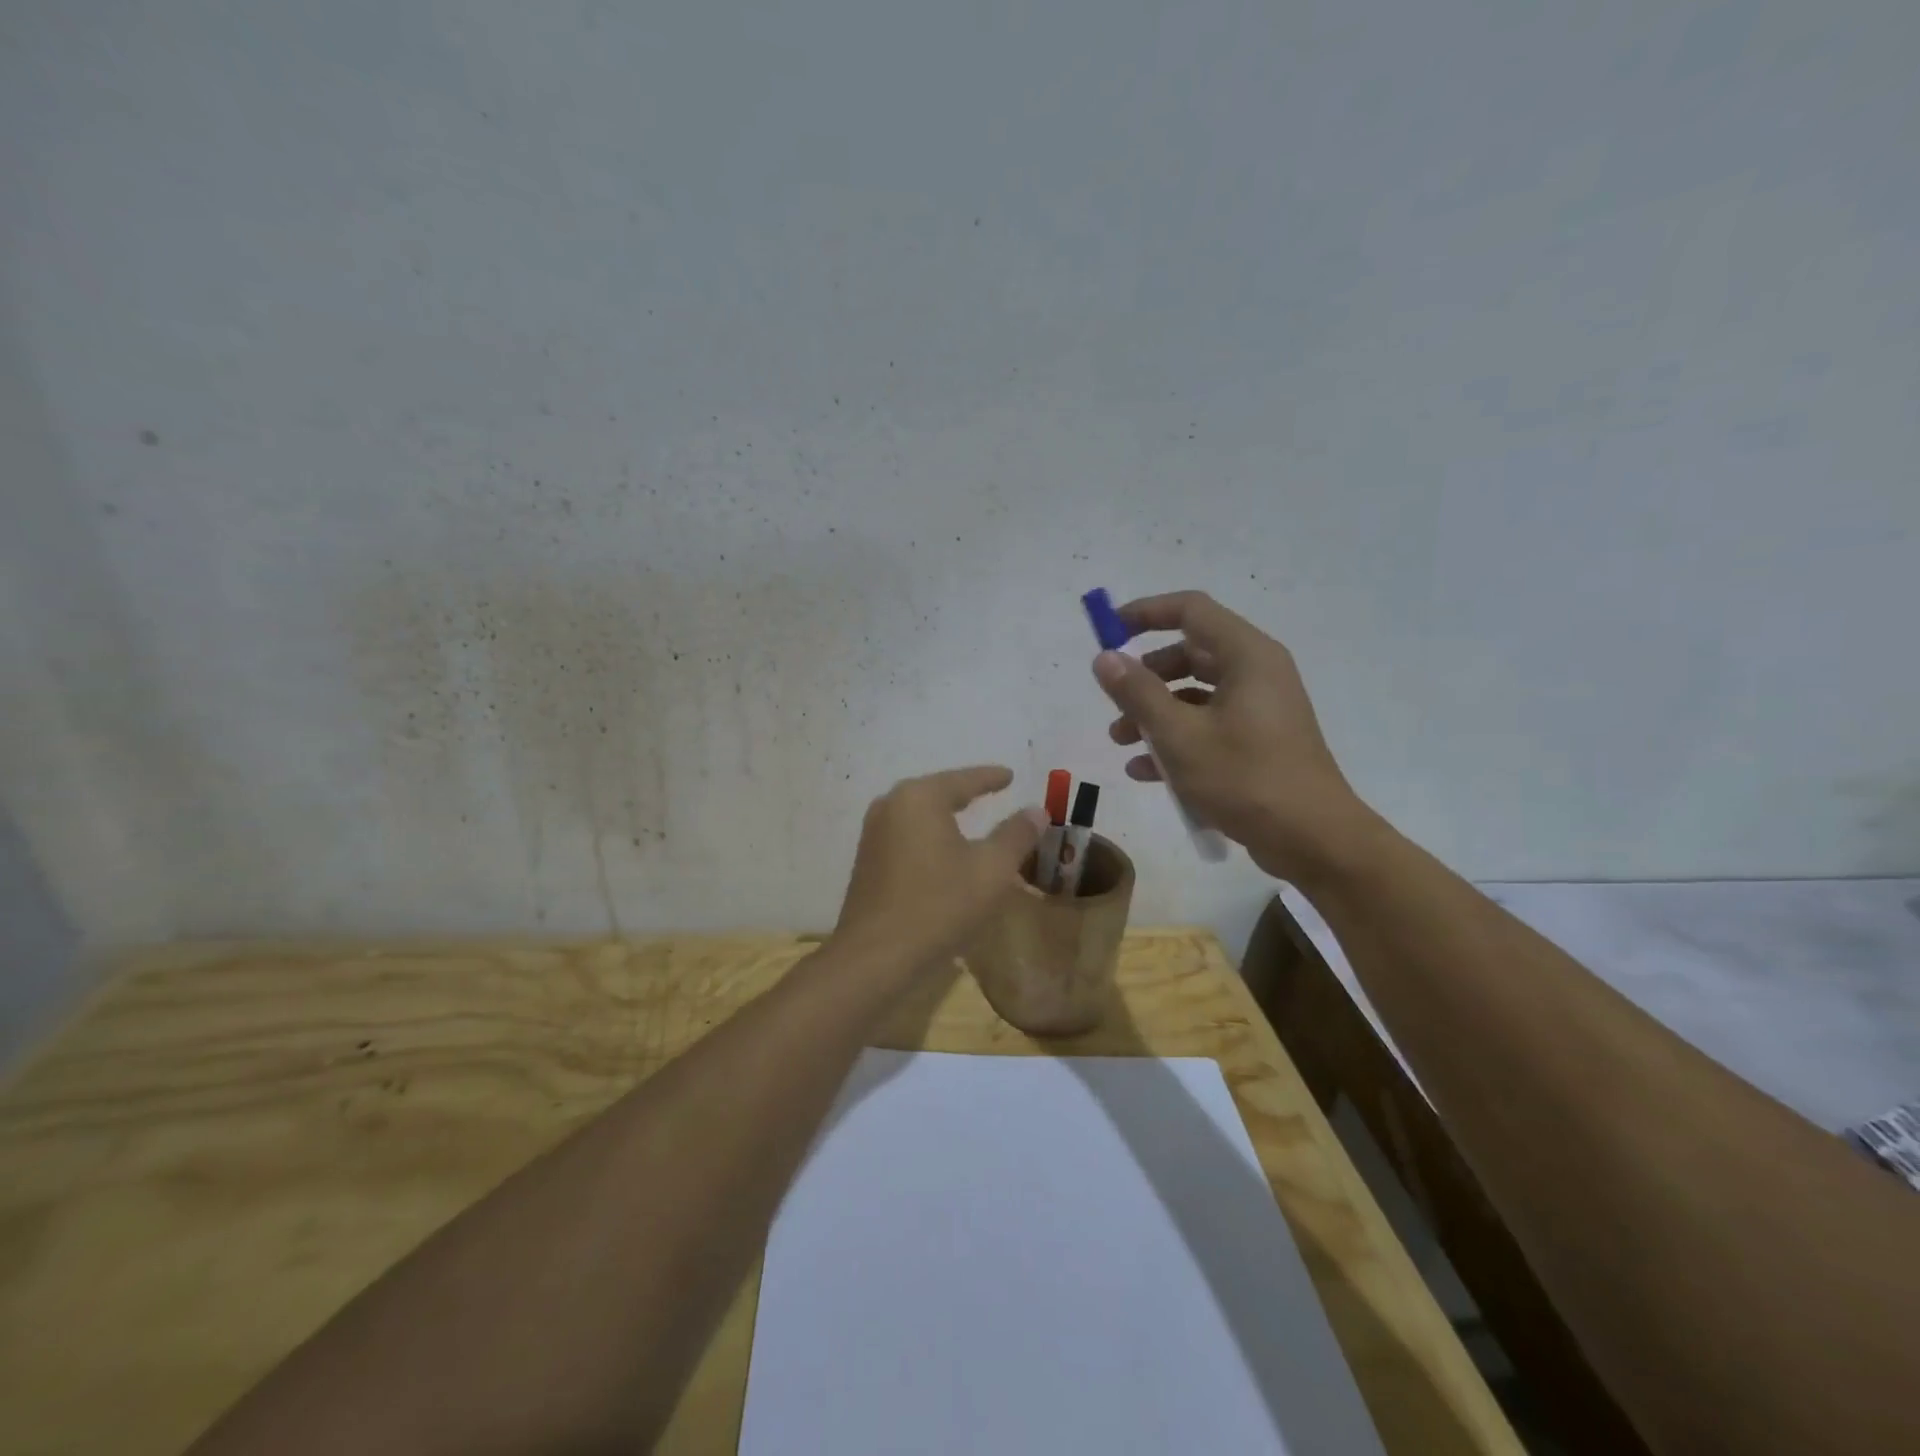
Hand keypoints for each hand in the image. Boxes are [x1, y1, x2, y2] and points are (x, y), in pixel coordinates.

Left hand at [832, 766, 1046, 972]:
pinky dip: (930, 835)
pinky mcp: (867, 860)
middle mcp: (891, 805)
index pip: (964, 779)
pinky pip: (907, 835)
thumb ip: (1016, 835)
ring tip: (971, 817)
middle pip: (938, 791)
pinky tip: (943, 849)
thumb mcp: (991, 870)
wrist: (876, 956)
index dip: (991, 777)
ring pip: (920, 814)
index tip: (1010, 775)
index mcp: (920, 798)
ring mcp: (873, 833)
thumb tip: (1036, 810)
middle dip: (966, 792)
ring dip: (946, 816)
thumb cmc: (939, 906)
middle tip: (993, 790)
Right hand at [1092, 591, 1377, 881]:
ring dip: (1154, 713)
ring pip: (1195, 694)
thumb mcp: (1179, 735)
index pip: (1191, 610)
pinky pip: (1209, 726)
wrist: (1313, 840)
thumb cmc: (1245, 778)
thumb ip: (1137, 693)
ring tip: (1120, 742)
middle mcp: (1256, 673)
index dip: (1145, 613)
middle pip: (1189, 653)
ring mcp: (1260, 709)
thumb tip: (1104, 658)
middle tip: (1114, 701)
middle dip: (1145, 677)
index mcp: (1246, 656)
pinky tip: (1144, 771)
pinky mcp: (1259, 742)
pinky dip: (1177, 740)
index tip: (1108, 632)